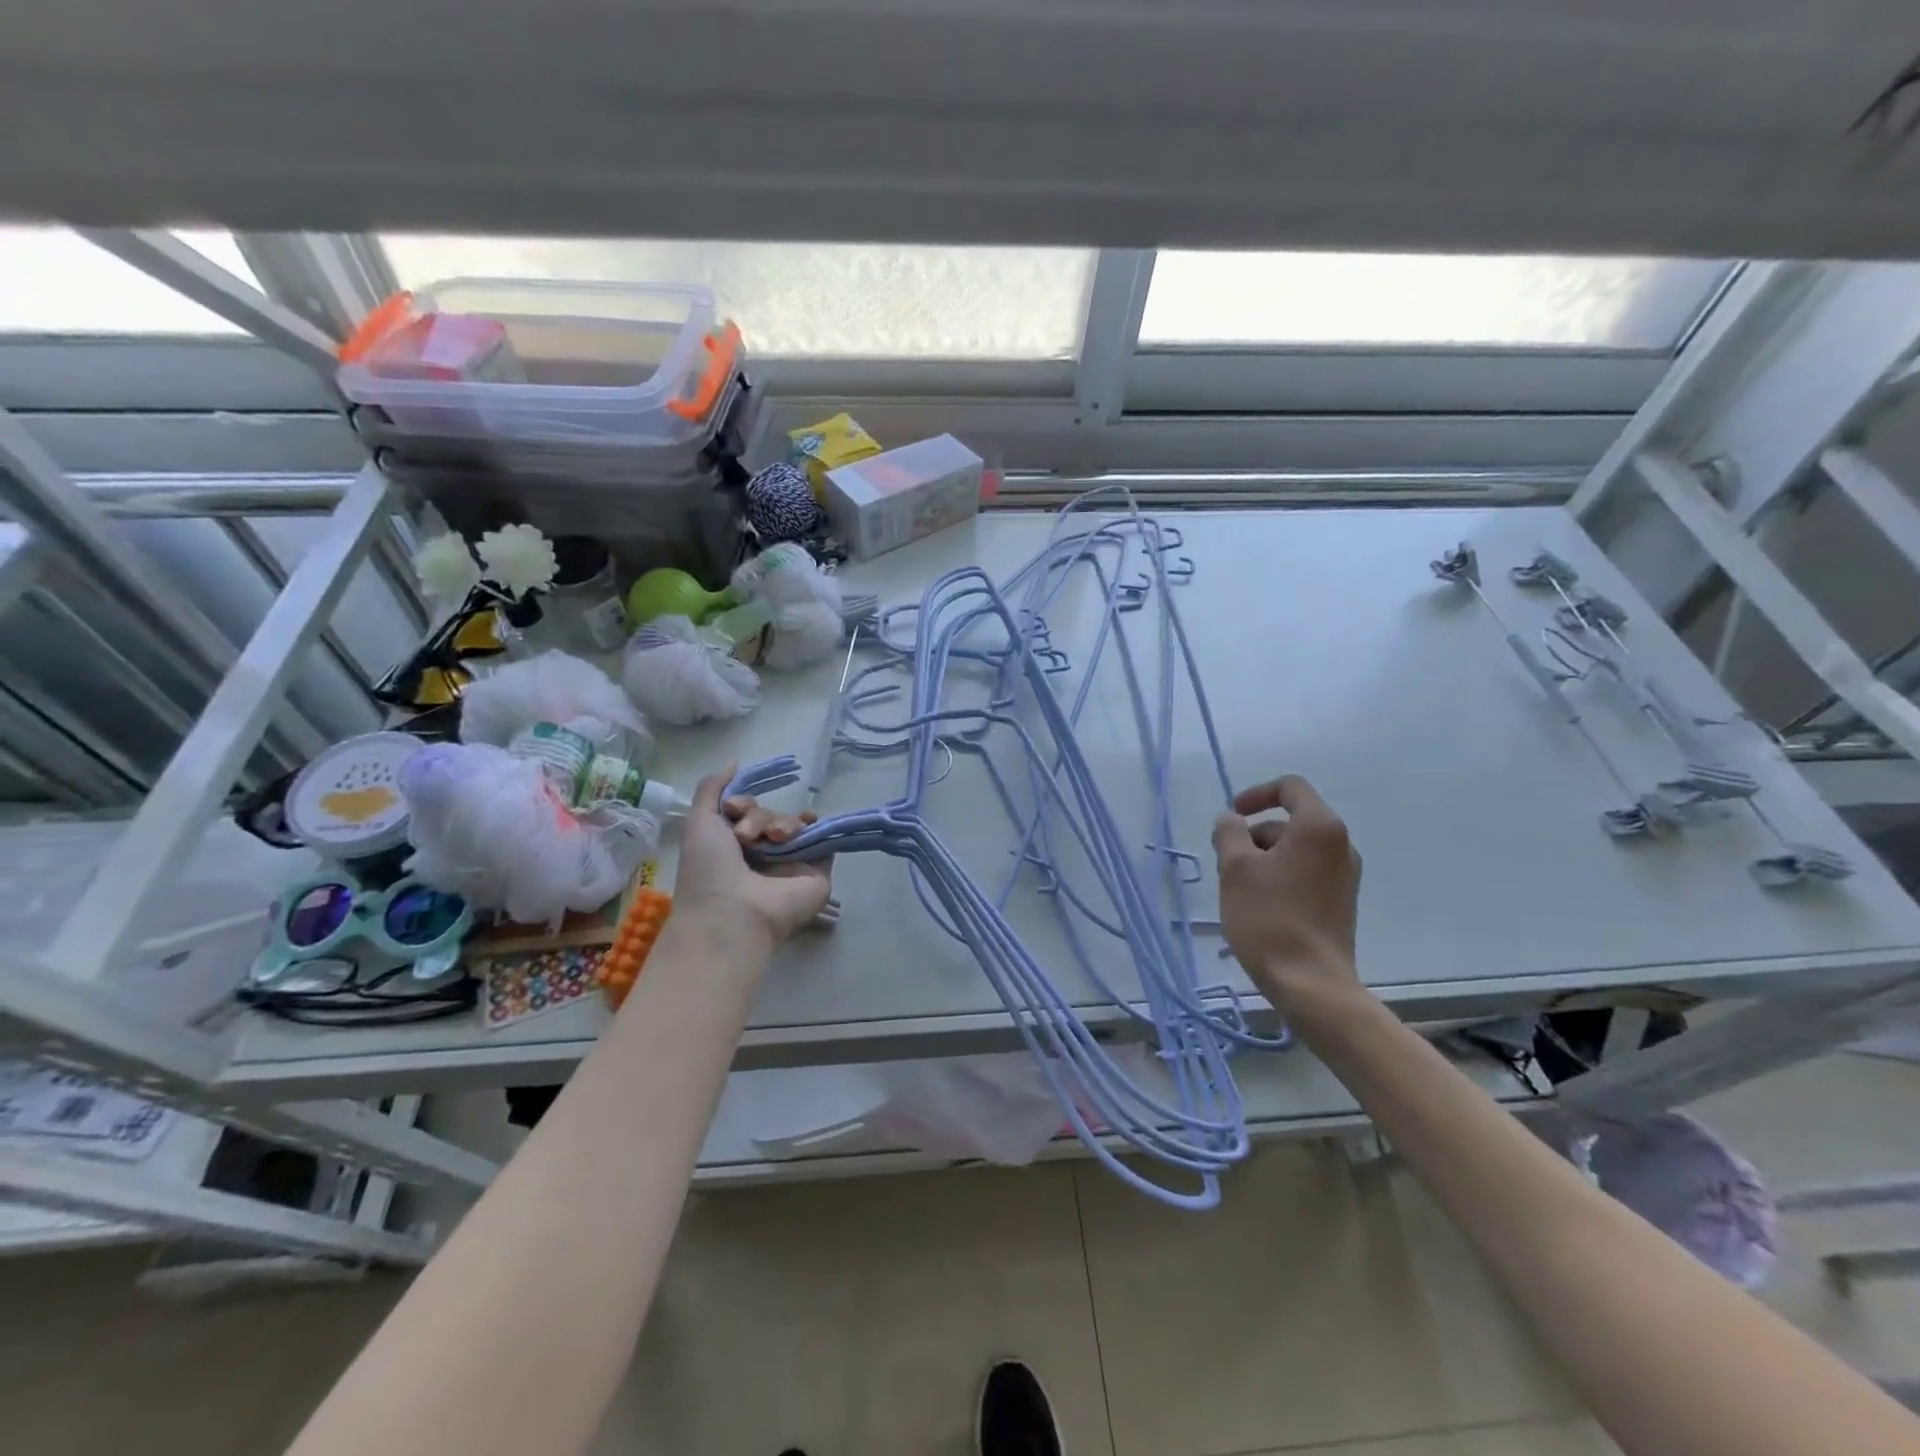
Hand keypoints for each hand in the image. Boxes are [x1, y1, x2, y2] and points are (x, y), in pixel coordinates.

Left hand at [672, 764, 833, 945]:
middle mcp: (762, 855)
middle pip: (770, 815)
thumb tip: (734, 760)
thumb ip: (712, 789)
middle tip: (747, 836)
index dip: (743, 804)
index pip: (748, 812)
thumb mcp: (700, 822)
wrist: (735, 912)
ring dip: (782, 823)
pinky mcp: (816, 870)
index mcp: (733, 847)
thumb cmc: (709, 870)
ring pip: (793, 823)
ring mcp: (791, 863)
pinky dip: (815, 827)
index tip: (735, 810)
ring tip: (774, 840)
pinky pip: (821, 838)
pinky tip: (805, 826)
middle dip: (759, 817)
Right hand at [1211, 775, 1363, 1011]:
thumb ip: (1229, 833)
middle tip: (1226, 862)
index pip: (1290, 788)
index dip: (1256, 794)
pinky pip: (1305, 873)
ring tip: (1238, 889)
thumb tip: (1230, 820)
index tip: (1231, 815)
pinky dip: (1279, 876)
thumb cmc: (1269, 917)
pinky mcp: (1340, 902)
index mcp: (1319, 827)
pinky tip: (1259, 905)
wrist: (1311, 983)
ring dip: (1263, 858)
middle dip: (1254, 834)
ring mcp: (1344, 876)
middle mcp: (1340, 845)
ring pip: (1295, 850)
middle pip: (1290, 821)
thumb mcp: (1235, 868)